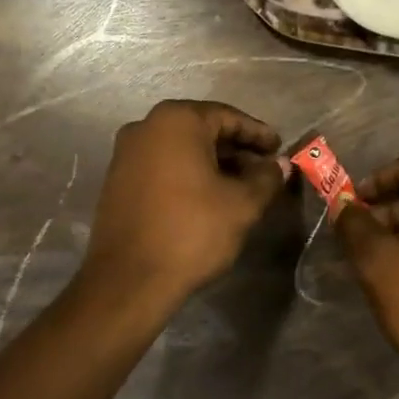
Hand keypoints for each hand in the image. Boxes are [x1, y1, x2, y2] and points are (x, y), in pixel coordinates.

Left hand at [84, 100, 285, 310]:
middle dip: (236, 149)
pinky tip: (210, 197)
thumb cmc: (191, 231)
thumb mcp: (242, 204)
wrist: (129, 281)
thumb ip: (266, 177)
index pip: (228, 117)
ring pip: (182, 148)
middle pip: (203, 129)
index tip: (279, 150)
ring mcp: (126, 153)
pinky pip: (163, 165)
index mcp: (177, 121)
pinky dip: (188, 174)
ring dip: (213, 163)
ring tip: (242, 186)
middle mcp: (146, 127)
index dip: (258, 134)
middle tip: (264, 169)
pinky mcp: (118, 180)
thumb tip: (279, 164)